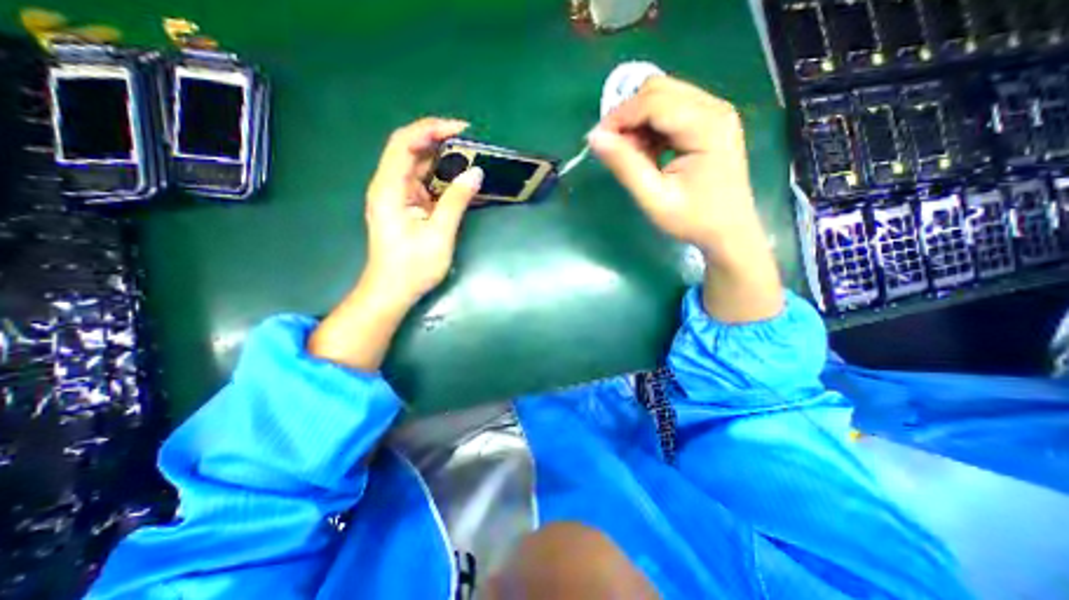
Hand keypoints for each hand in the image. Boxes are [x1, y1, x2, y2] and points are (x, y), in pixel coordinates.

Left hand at [366, 116, 488, 304]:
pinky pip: (423, 184)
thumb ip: (456, 201)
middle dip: (440, 142)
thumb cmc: (413, 267)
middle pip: (410, 150)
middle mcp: (389, 186)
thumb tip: (476, 173)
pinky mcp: (406, 208)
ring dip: (442, 160)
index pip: (404, 143)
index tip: (461, 130)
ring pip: (418, 167)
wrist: (392, 291)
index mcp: (389, 188)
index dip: (431, 129)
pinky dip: (441, 178)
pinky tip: (459, 180)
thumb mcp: (439, 234)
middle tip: (471, 144)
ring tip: (470, 158)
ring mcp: (397, 197)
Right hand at [589, 76, 783, 323]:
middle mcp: (713, 108)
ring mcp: (713, 113)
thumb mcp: (654, 198)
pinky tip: (647, 154)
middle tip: (614, 150)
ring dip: (638, 123)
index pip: (653, 101)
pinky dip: (650, 128)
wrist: (729, 232)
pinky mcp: (708, 123)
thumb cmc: (694, 220)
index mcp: (706, 125)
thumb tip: (595, 138)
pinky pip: (670, 112)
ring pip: (662, 98)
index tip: (597, 141)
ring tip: (631, 156)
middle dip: (628, 117)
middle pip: (658, 91)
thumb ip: (625, 166)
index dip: (619, 117)